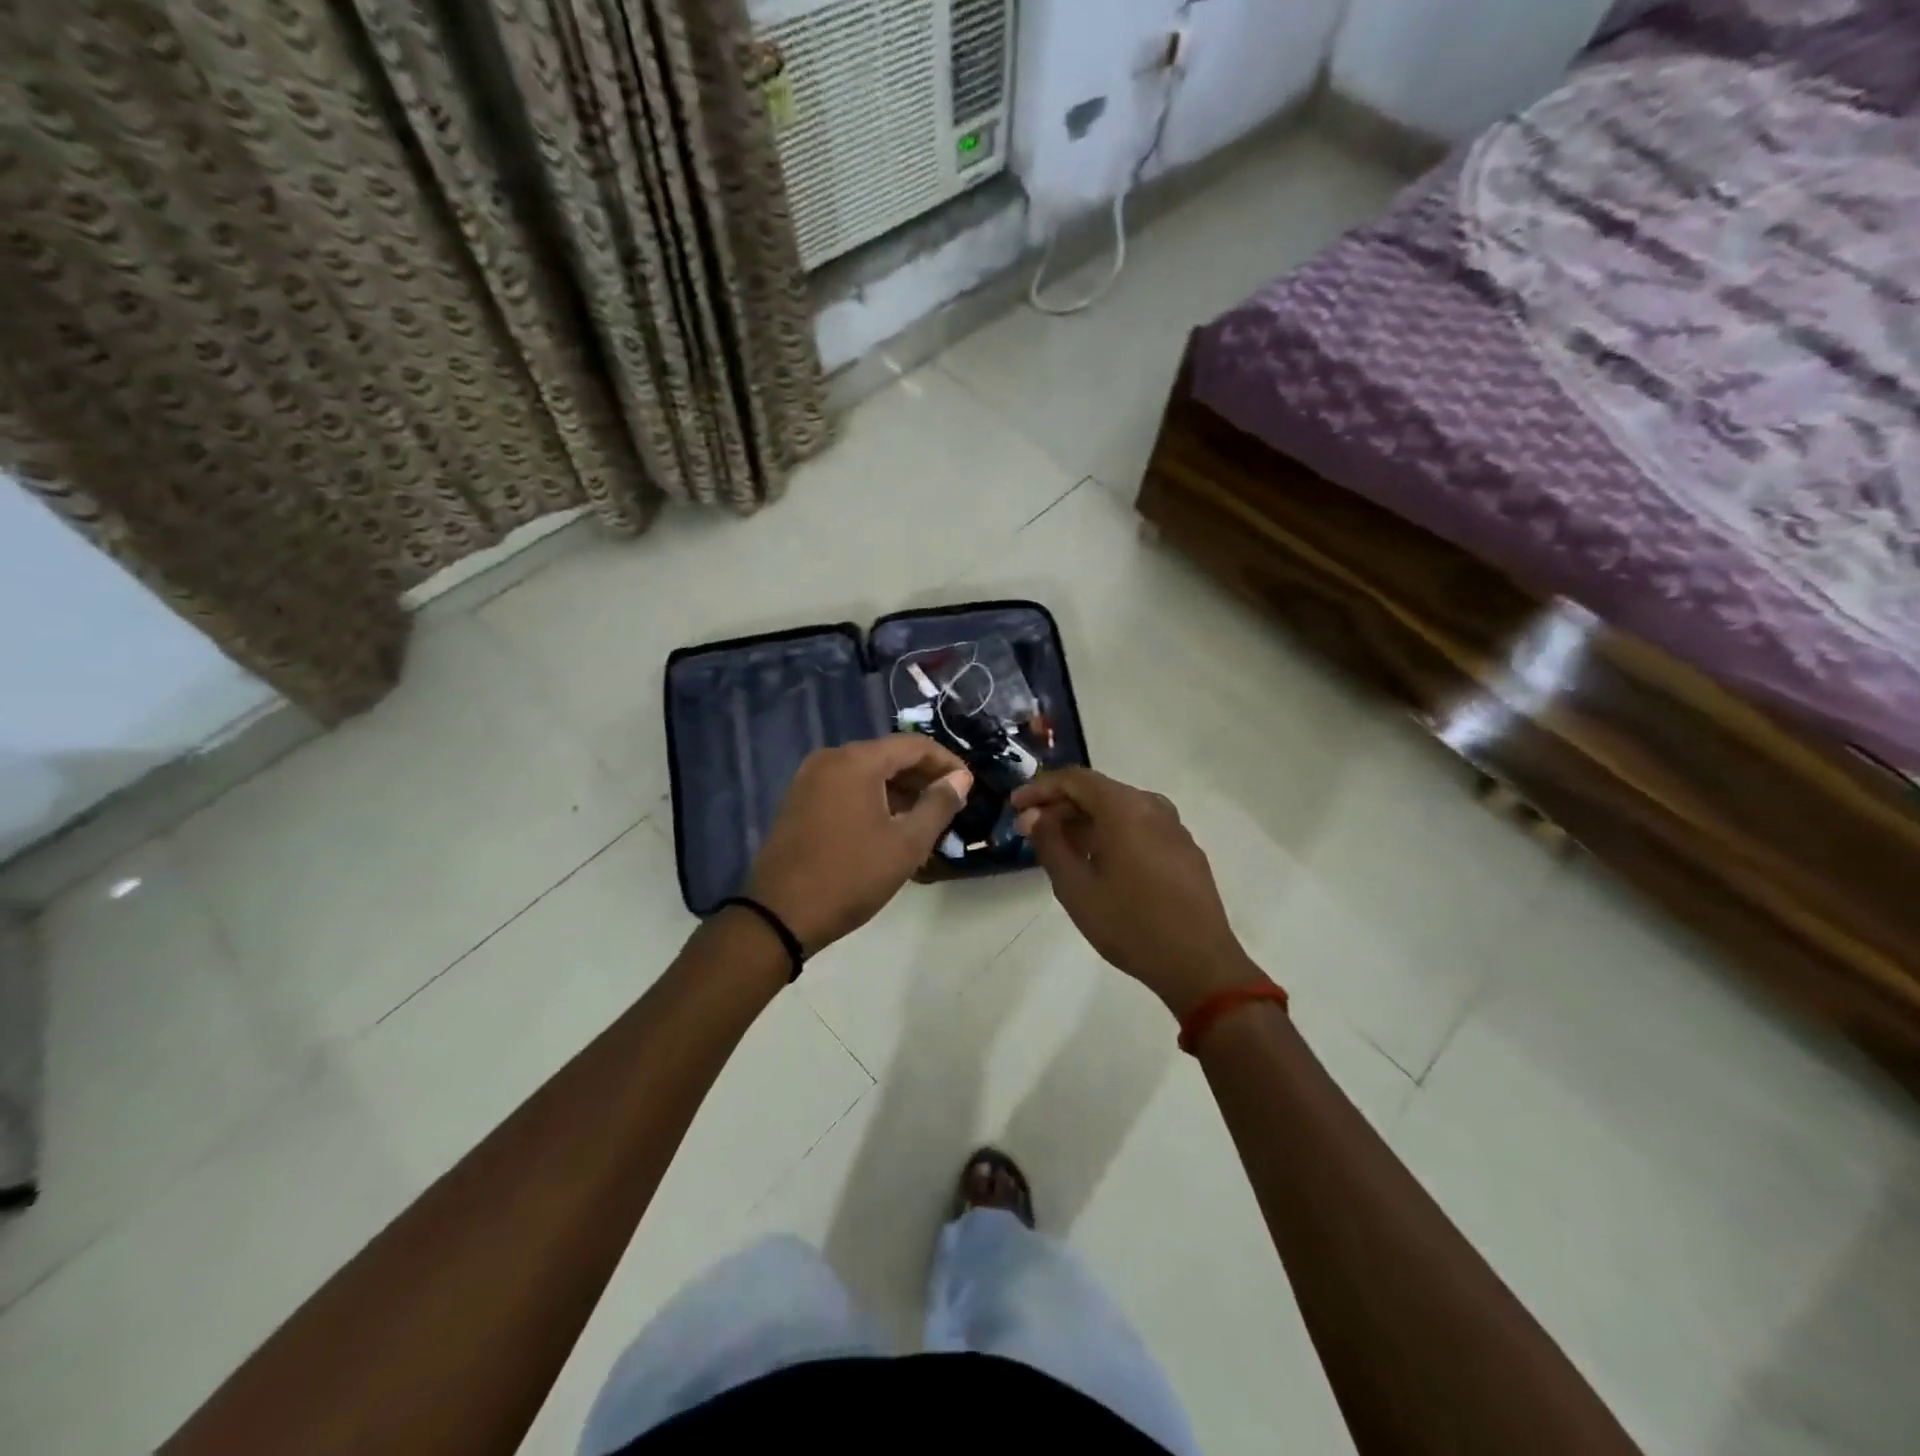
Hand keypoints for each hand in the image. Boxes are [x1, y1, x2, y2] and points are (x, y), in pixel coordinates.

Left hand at [746, 736, 972, 954]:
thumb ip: (938, 804)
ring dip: (898, 789)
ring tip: (924, 819)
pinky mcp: (798, 799)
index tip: (968, 786)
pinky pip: (845, 786)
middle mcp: (830, 758)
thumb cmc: (851, 877)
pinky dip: (872, 797)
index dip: (946, 763)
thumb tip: (959, 778)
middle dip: (922, 777)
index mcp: (856, 761)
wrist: (780, 915)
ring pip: (866, 772)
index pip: (914, 745)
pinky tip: (888, 825)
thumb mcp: (906, 844)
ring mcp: (809, 778)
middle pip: (888, 755)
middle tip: (950, 805)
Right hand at [1012, 768, 1267, 1015]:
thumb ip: (1050, 844)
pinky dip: (1111, 834)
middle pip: (1098, 792)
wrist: (1199, 963)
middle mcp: (1152, 807)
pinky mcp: (1184, 850)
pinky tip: (1098, 863)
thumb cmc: (1130, 924)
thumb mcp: (1076, 888)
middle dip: (1061, 808)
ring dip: (1085, 822)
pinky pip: (1139, 828)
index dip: (1041, 788)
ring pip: (1120, 811)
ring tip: (1059, 848)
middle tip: (1030, 831)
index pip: (1075, 780)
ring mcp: (1174, 828)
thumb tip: (1034, 816)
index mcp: (1125, 808)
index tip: (1015, 806)